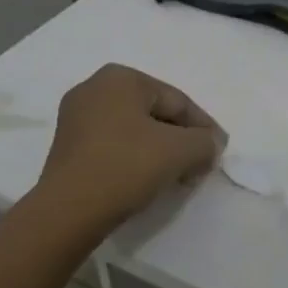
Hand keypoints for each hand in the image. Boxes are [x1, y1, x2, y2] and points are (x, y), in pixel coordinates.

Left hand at [37, 65, 225, 232]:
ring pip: (135, 131)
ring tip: (178, 176)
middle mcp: (94, 88)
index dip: (204, 128)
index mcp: (121, 78)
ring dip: (161, 151)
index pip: (178, 102)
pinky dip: (136, 159)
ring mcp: (76, 118)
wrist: (69, 210)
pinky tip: (148, 180)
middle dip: (182, 139)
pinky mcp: (68, 147)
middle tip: (200, 165)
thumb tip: (209, 146)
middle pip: (156, 114)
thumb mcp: (182, 150)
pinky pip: (115, 146)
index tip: (218, 152)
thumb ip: (205, 142)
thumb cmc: (127, 166)